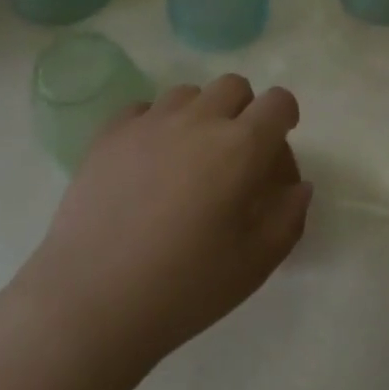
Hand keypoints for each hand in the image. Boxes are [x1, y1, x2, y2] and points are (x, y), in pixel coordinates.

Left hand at [23, 75, 312, 374]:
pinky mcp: (110, 134)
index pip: (278, 102)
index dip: (285, 117)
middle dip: (243, 111)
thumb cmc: (184, 288)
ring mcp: (150, 122)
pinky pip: (143, 109)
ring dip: (199, 115)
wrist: (90, 303)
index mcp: (241, 147)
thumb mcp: (255, 263)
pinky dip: (154, 125)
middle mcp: (199, 120)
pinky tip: (147, 162)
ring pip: (188, 93)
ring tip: (187, 158)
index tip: (276, 146)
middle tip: (233, 155)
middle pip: (234, 86)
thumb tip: (298, 186)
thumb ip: (289, 217)